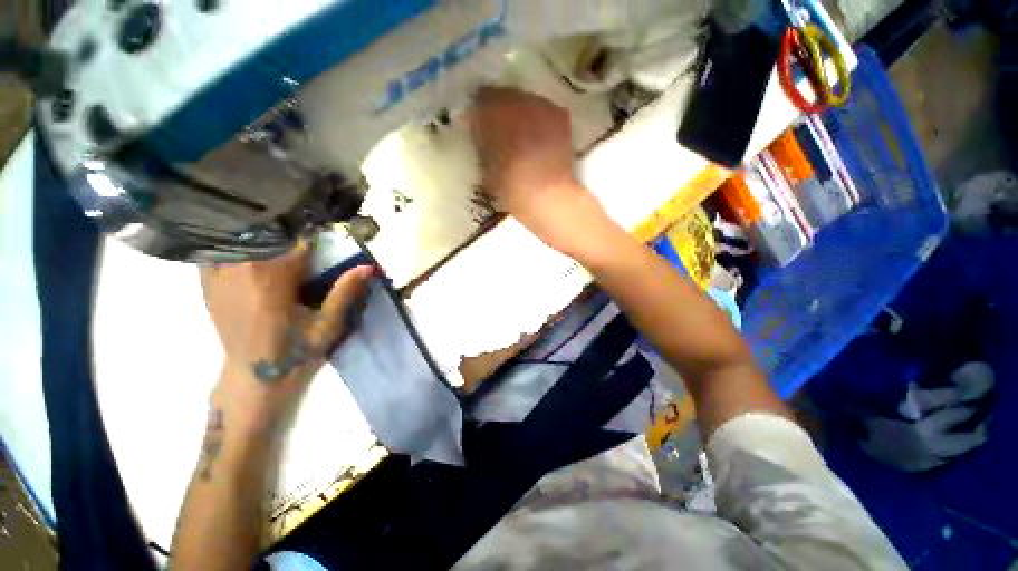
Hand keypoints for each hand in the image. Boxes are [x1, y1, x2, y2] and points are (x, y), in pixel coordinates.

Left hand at [201, 243, 372, 434]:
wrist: (253, 377)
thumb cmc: (295, 352)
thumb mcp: (328, 326)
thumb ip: (344, 293)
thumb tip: (367, 267)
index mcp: (272, 283)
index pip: (293, 241)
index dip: (313, 232)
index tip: (326, 227)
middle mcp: (240, 273)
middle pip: (263, 233)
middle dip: (286, 228)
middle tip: (304, 229)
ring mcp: (218, 277)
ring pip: (239, 238)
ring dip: (261, 233)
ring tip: (279, 236)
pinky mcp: (207, 284)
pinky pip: (218, 250)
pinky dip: (235, 243)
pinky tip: (250, 249)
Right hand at [469, 87, 608, 254]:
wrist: (548, 197)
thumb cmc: (512, 189)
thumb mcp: (486, 167)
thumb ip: (481, 143)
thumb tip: (478, 128)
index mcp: (493, 114)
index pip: (481, 98)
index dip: (479, 112)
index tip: (480, 126)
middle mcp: (517, 101)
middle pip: (504, 95)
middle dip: (499, 110)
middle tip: (500, 130)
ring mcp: (541, 105)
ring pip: (525, 100)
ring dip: (520, 112)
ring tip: (522, 135)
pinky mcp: (560, 115)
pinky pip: (543, 109)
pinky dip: (538, 119)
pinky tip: (539, 137)